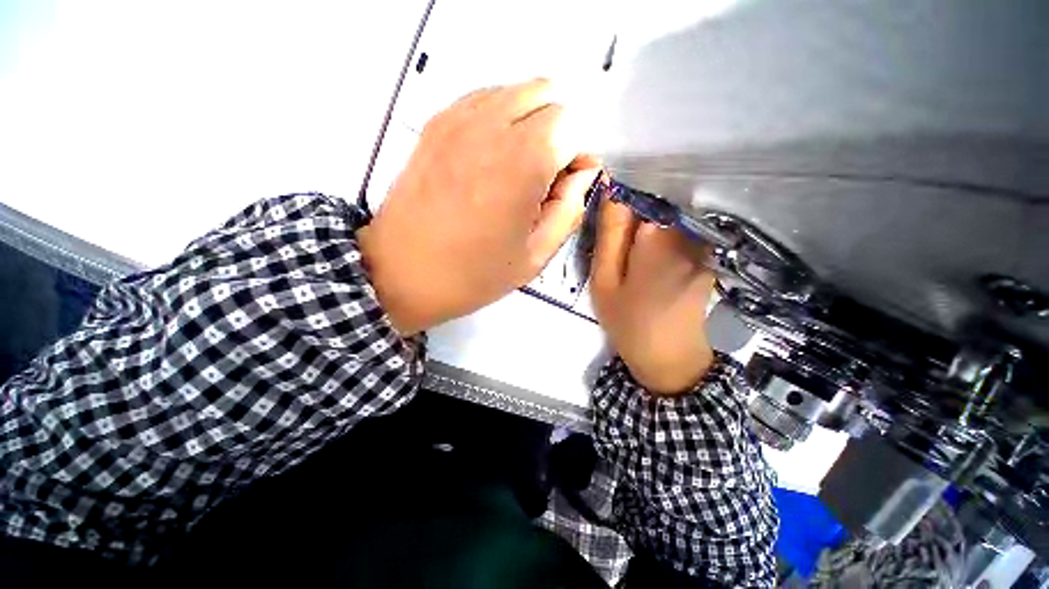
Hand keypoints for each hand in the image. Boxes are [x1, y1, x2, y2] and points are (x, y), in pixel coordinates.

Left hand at [359, 79, 600, 334]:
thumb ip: (569, 209)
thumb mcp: (535, 255)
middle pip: (547, 95)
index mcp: (523, 163)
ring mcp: (458, 120)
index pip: (571, 126)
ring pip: (515, 91)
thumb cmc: (473, 274)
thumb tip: (583, 174)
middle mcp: (492, 127)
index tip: (566, 184)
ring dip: (529, 121)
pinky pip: (483, 99)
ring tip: (517, 167)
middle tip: (544, 175)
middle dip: (557, 132)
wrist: (403, 273)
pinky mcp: (436, 124)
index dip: (576, 155)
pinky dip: (500, 117)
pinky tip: (491, 156)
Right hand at [590, 192, 715, 394]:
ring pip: (665, 220)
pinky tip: (649, 267)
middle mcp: (687, 234)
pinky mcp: (705, 258)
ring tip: (631, 261)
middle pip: (654, 205)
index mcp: (658, 236)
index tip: (606, 223)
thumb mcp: (605, 280)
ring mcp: (701, 246)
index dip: (619, 202)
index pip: (638, 194)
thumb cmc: (629, 323)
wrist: (671, 360)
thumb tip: (611, 190)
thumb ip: (609, 235)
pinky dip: (660, 242)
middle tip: (615, 252)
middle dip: (631, 218)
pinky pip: (678, 236)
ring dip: (644, 231)